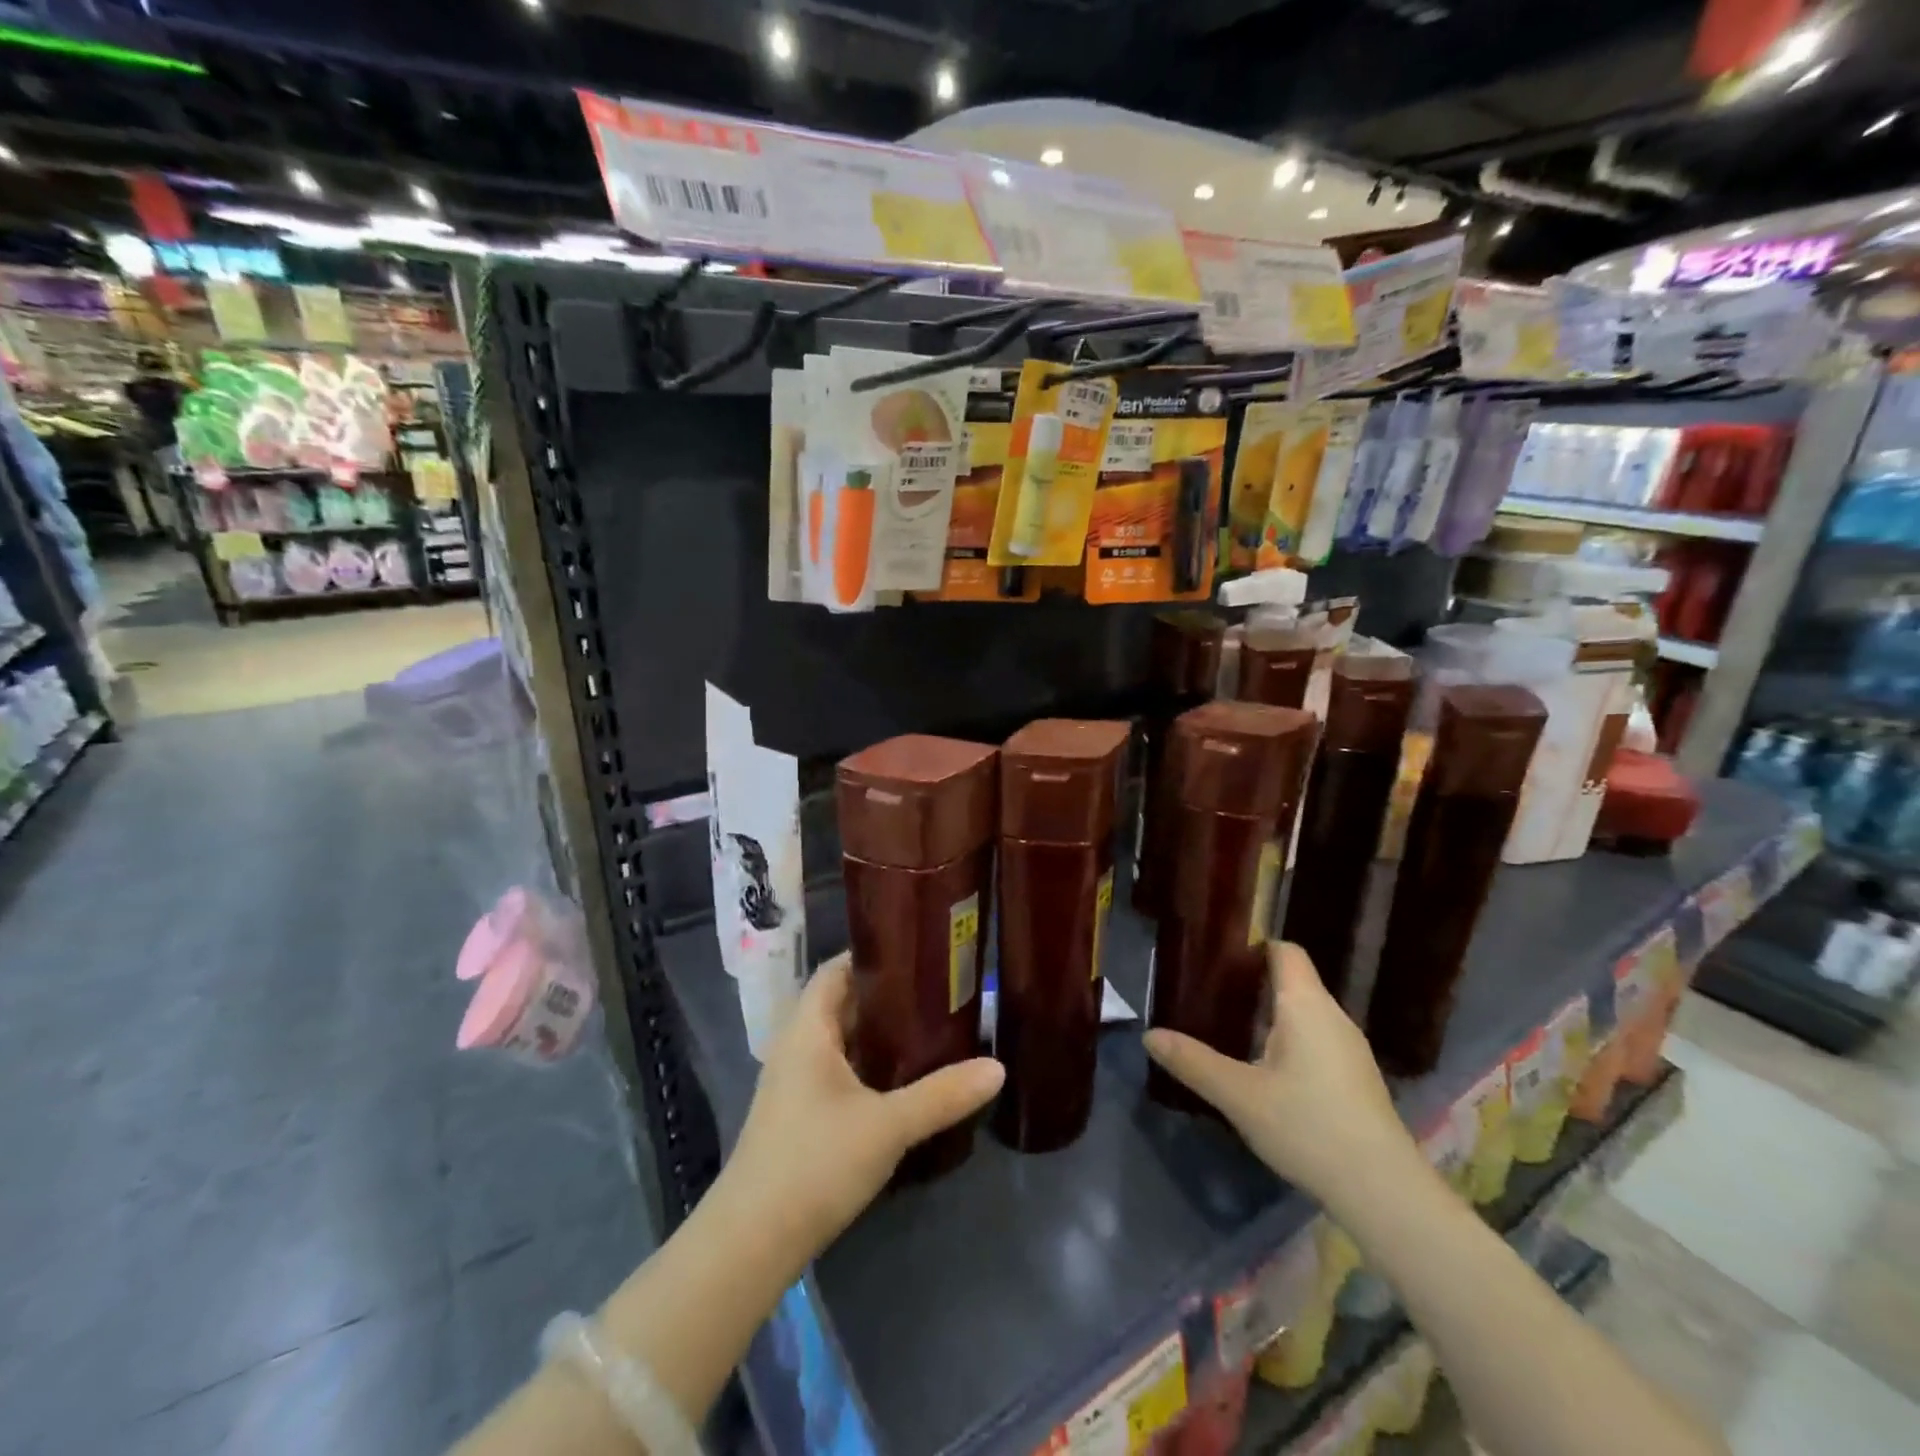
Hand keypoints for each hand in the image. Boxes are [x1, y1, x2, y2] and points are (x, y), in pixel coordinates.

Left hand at [720, 954, 1004, 1262]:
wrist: (751, 1242)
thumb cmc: (815, 1163)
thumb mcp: (888, 1126)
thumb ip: (942, 1095)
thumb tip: (997, 1067)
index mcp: (808, 1030)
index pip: (836, 969)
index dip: (873, 954)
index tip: (918, 951)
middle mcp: (797, 1046)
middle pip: (843, 1003)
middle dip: (887, 995)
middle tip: (939, 990)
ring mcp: (795, 1083)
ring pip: (843, 1041)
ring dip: (880, 1034)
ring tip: (931, 1028)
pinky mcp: (800, 1115)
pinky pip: (840, 1071)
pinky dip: (870, 1066)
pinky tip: (904, 1080)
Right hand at [1143, 942, 1418, 1211]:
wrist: (1384, 1192)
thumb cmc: (1308, 1127)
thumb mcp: (1239, 1095)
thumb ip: (1193, 1062)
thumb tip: (1150, 1036)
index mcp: (1306, 1005)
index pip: (1284, 950)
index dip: (1252, 946)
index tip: (1216, 958)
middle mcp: (1332, 1016)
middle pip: (1292, 981)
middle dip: (1251, 984)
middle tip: (1208, 996)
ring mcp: (1349, 1049)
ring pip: (1303, 1014)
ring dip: (1268, 1016)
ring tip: (1227, 1030)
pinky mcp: (1355, 1078)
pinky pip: (1315, 1040)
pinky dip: (1287, 1041)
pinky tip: (1264, 1071)